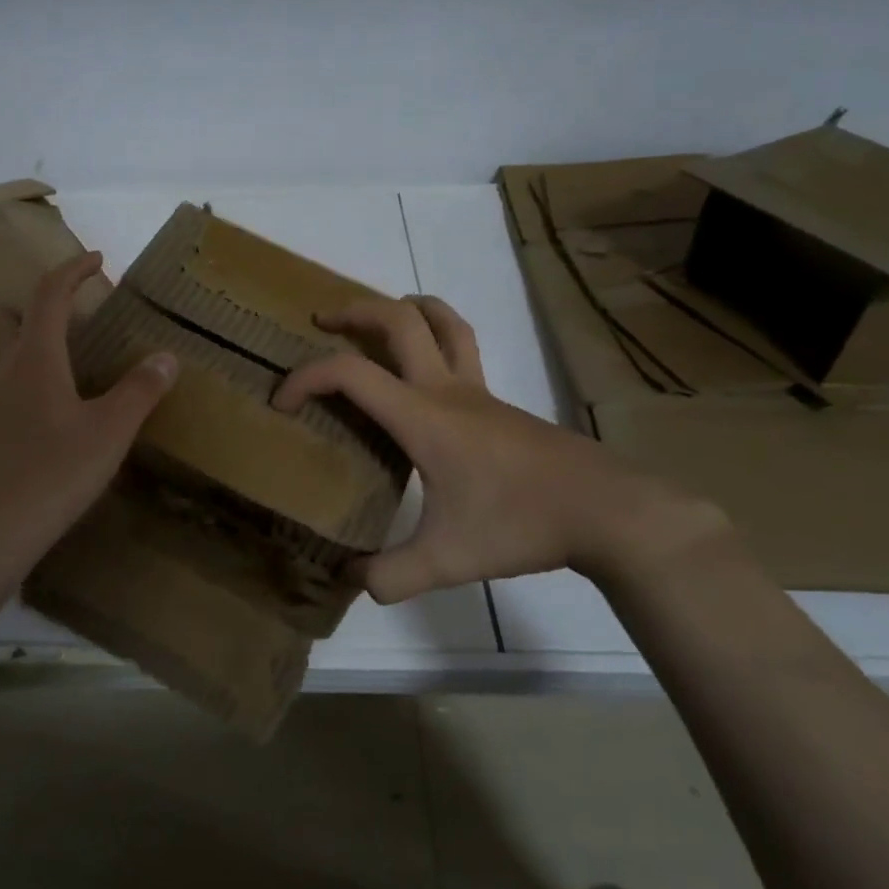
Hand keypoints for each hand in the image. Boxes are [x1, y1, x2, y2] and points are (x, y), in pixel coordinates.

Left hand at [0, 251, 177, 588]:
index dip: (73, 269)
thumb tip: (166, 356)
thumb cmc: (49, 479)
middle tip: (68, 324)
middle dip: (33, 305)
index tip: (97, 259)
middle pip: (2, 313)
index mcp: (33, 358)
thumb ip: (139, 392)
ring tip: (42, 362)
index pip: (49, 293)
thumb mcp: (108, 436)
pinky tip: (17, 407)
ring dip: (9, 338)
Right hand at [272, 296, 718, 601]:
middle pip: (398, 319)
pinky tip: (425, 375)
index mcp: (423, 416)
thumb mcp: (448, 561)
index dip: (304, 378)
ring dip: (403, 307)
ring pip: (442, 320)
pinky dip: (433, 337)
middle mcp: (447, 389)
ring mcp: (479, 390)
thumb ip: (391, 575)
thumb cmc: (521, 524)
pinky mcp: (500, 402)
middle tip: (320, 321)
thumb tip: (350, 580)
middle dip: (352, 311)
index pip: (350, 373)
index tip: (282, 403)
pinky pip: (461, 347)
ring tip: (376, 319)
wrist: (606, 509)